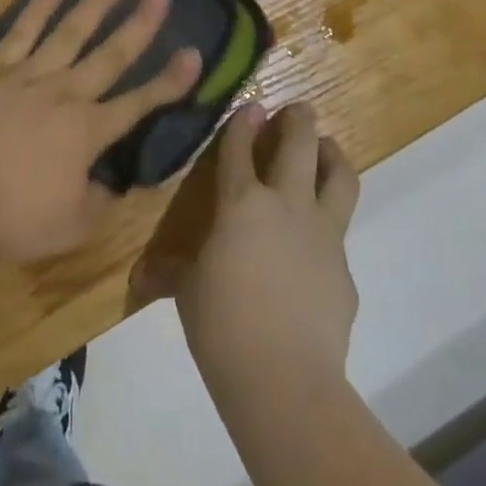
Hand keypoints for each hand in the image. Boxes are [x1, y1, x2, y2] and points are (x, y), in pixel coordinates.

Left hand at [0, 0, 201, 263]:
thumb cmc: (11, 218)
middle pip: (110, 55)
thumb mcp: (70, 227)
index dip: (170, 80)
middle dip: (139, 24)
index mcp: (88, 132)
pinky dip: (38, 8)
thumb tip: (113, 184)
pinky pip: (20, 32)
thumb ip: (98, 201)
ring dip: (95, 3)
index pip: (139, 103)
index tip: (194, 53)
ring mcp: (28, 76)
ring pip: (69, 32)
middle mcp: (65, 94)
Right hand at [139, 101, 360, 390]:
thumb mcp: (187, 292)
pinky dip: (329, 222)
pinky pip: (340, 231)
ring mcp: (322, 233)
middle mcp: (286, 205)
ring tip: (325, 147)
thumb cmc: (221, 326)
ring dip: (331, 154)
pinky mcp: (344, 267)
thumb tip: (141, 277)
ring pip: (338, 175)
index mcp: (241, 204)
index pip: (239, 149)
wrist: (284, 380)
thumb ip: (170, 273)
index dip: (242, 123)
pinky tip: (317, 240)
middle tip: (298, 108)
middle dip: (298, 119)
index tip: (250, 105)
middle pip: (299, 144)